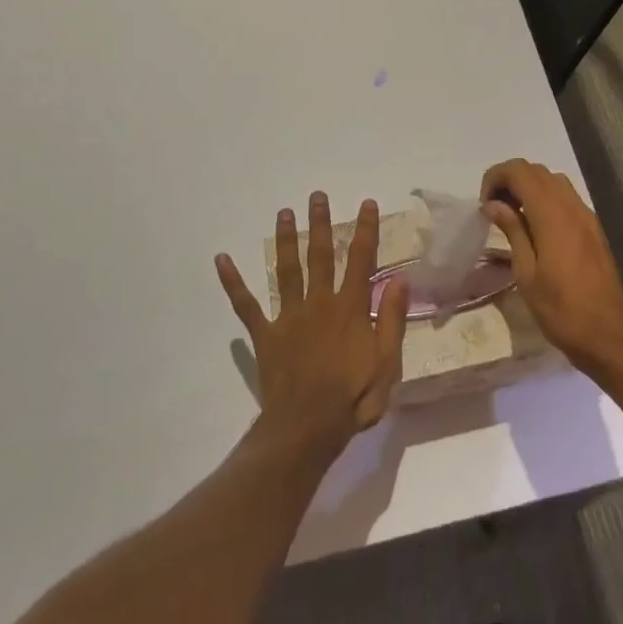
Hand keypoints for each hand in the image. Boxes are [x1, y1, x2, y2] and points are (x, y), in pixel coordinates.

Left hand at [215, 192, 408, 455]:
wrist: (307, 427)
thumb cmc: (353, 398)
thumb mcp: (387, 362)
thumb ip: (391, 318)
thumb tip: (400, 278)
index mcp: (350, 308)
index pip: (361, 260)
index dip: (365, 230)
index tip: (366, 204)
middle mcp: (319, 303)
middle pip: (320, 255)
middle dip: (320, 223)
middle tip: (316, 196)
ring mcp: (289, 317)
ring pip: (287, 270)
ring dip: (285, 240)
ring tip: (283, 212)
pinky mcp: (265, 334)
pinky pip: (246, 305)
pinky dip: (233, 282)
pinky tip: (222, 259)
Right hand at [480, 159, 622, 378]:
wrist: (607, 335)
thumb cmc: (560, 310)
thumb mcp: (526, 273)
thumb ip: (512, 231)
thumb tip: (493, 204)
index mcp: (553, 216)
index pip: (521, 172)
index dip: (496, 177)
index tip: (484, 204)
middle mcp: (572, 207)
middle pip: (537, 171)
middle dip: (511, 180)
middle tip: (493, 209)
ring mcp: (587, 216)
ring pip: (554, 182)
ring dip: (529, 187)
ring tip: (512, 216)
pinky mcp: (594, 229)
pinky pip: (567, 198)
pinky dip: (546, 199)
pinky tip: (535, 228)